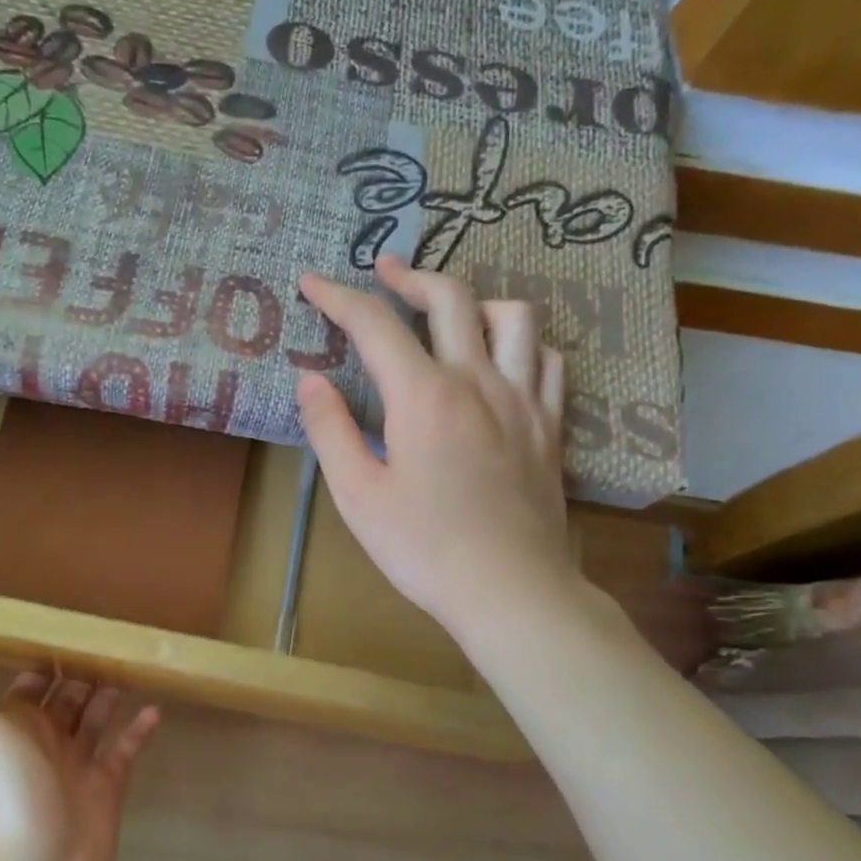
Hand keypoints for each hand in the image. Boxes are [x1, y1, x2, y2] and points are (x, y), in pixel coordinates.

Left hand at [0, 638, 159, 860]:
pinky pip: (126, 750)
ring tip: (133, 662)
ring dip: (110, 693)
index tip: (69, 624)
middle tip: (112, 637)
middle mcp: (46, 741)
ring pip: (97, 719)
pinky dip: (139, 730)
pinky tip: (156, 707)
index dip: (45, 657)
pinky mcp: (108, 787)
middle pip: (68, 697)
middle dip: (84, 670)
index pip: (31, 682)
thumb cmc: (3, 788)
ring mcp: (79, 765)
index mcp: (15, 725)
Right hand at [295, 256, 588, 648]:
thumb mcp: (356, 494)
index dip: (338, 296)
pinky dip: (522, 342)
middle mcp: (478, 380)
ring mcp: (523, 399)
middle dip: (410, 275)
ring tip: (449, 312)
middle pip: (450, 298)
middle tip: (383, 271)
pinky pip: (547, 359)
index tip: (313, 282)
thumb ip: (330, 429)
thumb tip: (310, 379)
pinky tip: (503, 358)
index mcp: (423, 395)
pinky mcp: (550, 424)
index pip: (375, 324)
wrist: (509, 589)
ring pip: (513, 315)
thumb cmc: (422, 547)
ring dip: (474, 300)